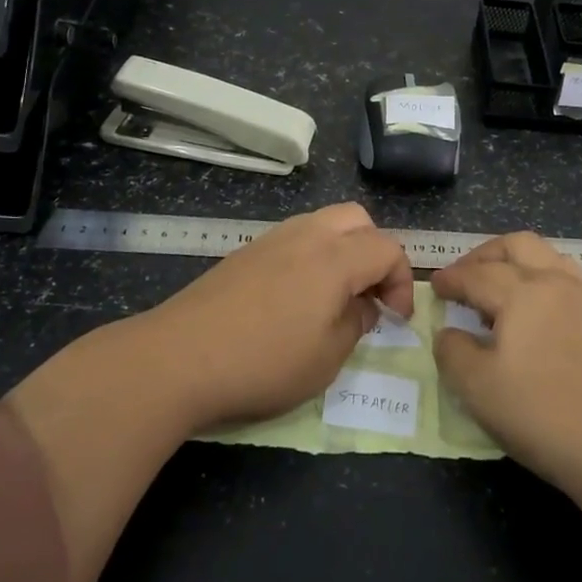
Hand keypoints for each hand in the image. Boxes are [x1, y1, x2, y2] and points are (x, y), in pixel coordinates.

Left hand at [138, 202, 414, 430]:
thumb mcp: (327, 358)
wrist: (180, 357)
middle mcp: (307, 235)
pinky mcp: (247, 251)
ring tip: (335, 296)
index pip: (388, 249)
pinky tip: (297, 296)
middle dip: (375, 252)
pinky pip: (295, 237)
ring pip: (324, 223)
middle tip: (370, 294)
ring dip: (343, 250)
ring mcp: (273, 239)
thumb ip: (356, 323)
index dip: (402, 282)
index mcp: (336, 258)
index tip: (396, 318)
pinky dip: (313, 255)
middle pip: (358, 220)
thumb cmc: (264, 362)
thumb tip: (363, 305)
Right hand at [431, 232, 581, 489]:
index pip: (476, 274)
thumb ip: (452, 352)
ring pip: (547, 255)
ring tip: (500, 288)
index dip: (450, 279)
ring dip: (517, 261)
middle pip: (516, 245)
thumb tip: (449, 333)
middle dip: (484, 254)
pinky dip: (543, 278)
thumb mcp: (477, 388)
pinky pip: (567, 278)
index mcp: (522, 291)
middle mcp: (555, 282)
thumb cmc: (542, 414)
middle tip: (464, 276)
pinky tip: (535, 310)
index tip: (433, 286)